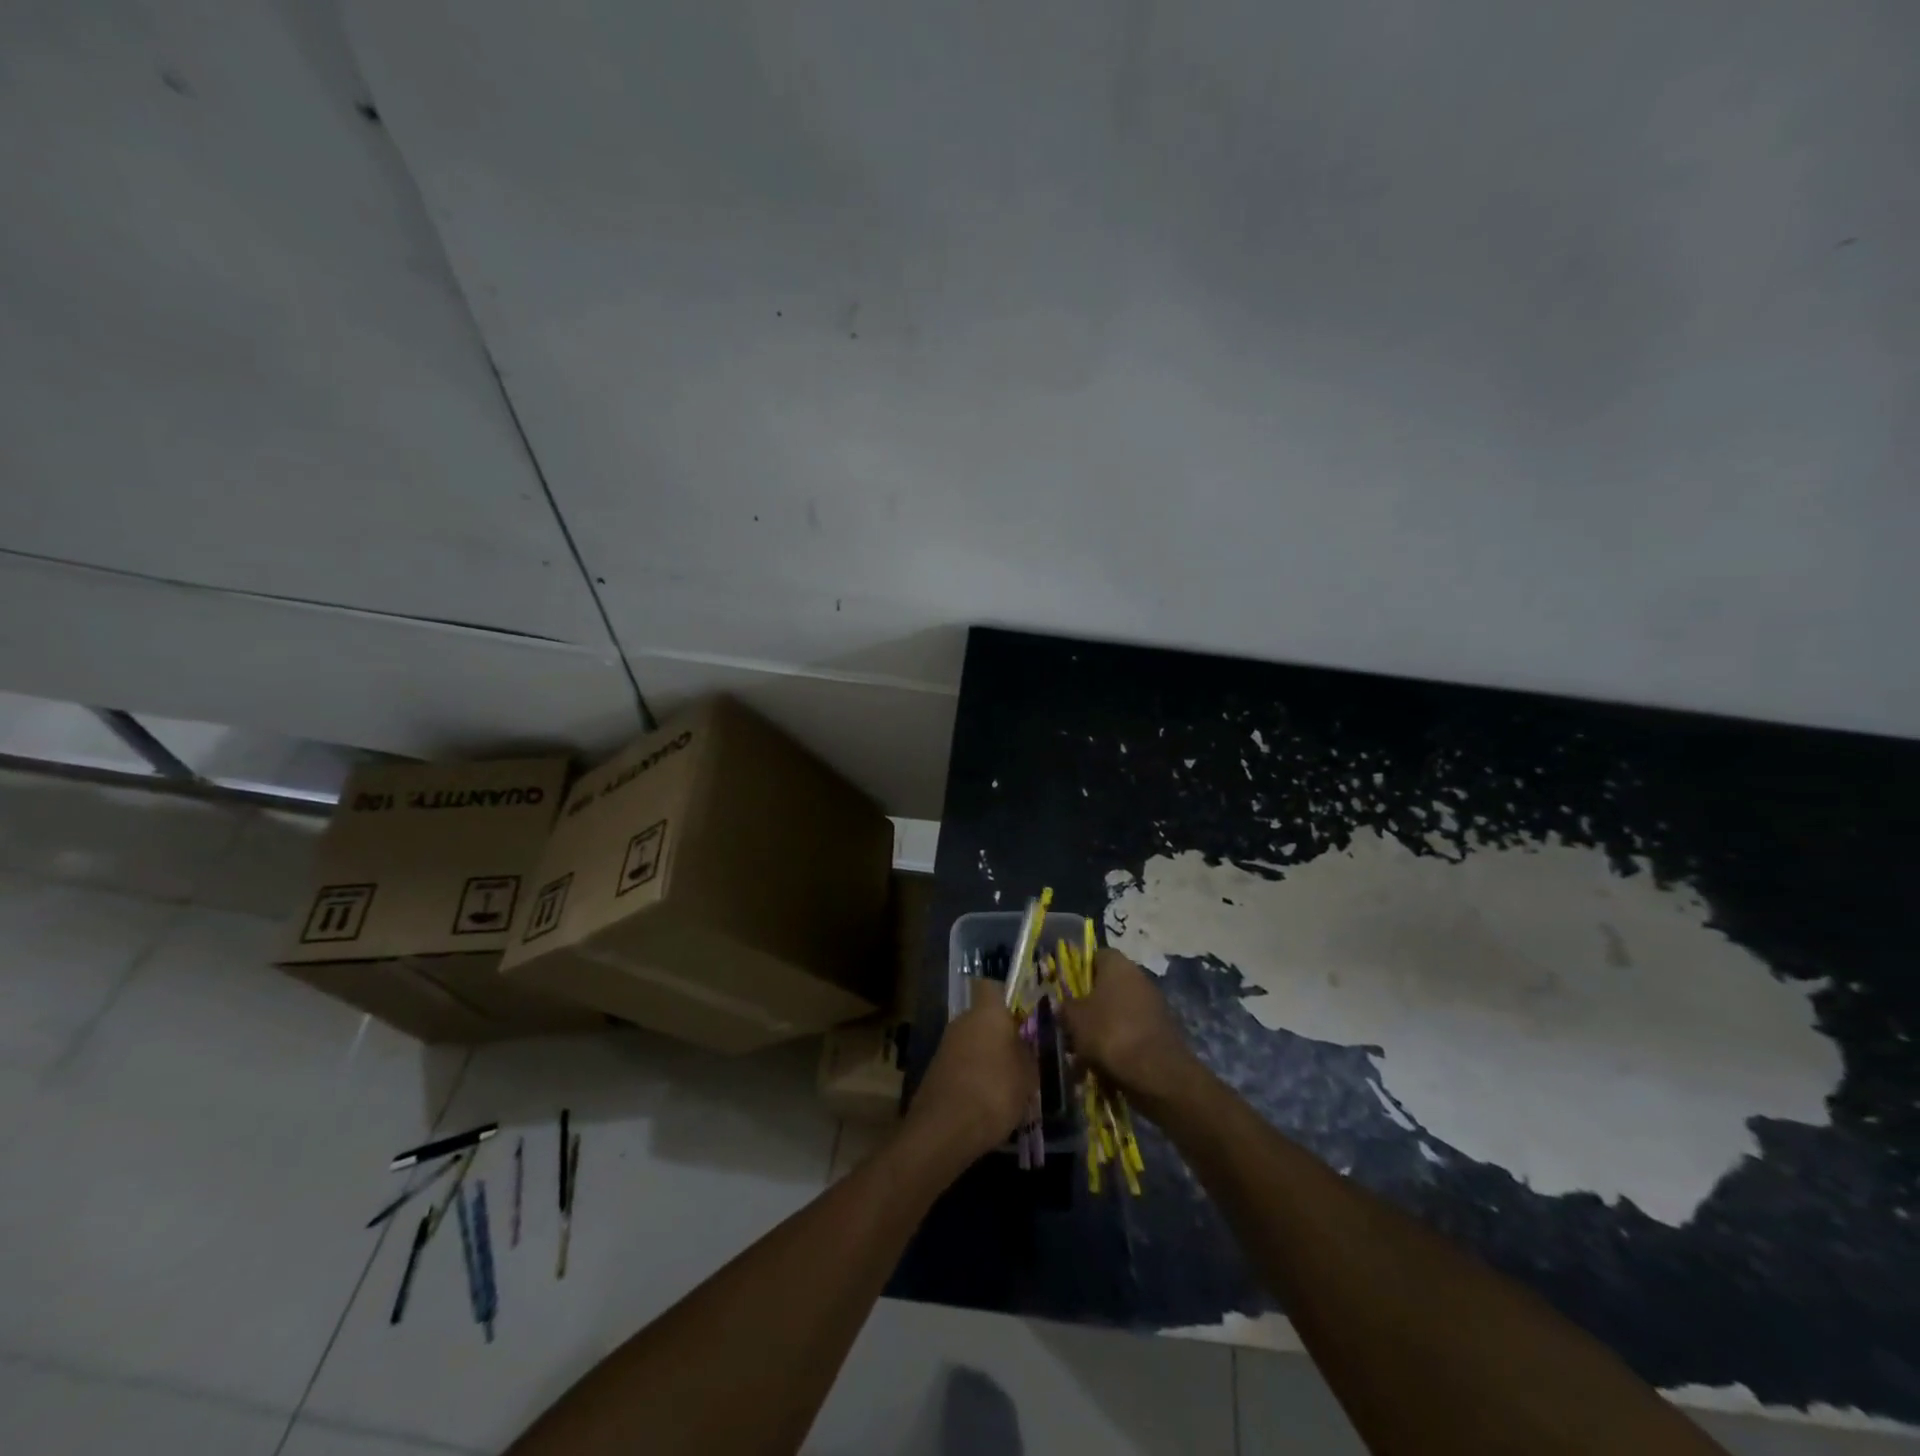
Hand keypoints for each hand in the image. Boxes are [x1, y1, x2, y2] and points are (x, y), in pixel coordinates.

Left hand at [903, 1003, 1038, 1164]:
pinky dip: (973, 1075)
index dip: (1007, 998)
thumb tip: (1027, 1046)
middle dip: (1001, 1034)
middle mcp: (963, 1019)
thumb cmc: (995, 1091)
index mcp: (987, 1012)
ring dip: (987, 1056)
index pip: (992, 987)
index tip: (1023, 1017)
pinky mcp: (935, 1069)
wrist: (945, 1128)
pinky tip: (986, 1100)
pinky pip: (962, 1063)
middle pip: (984, 1017)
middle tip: (1021, 1057)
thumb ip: (1029, 1054)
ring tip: (1007, 1084)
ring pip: (972, 1041)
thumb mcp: (1027, 1075)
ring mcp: (945, 1044)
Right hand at [1059, 948, 1199, 1103]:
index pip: (1095, 956)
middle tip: (1072, 1024)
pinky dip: (1120, 1043)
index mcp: (1117, 964)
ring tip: (1085, 1050)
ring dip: (1103, 1026)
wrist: (1157, 1073)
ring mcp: (1153, 1004)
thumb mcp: (1075, 1019)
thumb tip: (1063, 1004)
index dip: (1079, 971)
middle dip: (1090, 1004)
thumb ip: (1065, 1007)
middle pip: (1108, 985)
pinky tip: (1106, 1063)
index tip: (1066, 991)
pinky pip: (1133, 1030)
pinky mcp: (1162, 1030)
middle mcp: (1138, 977)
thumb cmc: (1109, 1033)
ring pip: (1119, 1010)